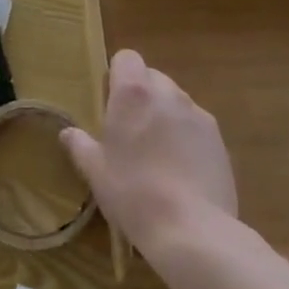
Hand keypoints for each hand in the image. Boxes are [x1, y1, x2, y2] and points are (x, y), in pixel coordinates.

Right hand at [61, 49, 237, 256]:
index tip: (111, 102)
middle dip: (142, 95)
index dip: (118, 75)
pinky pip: (196, 126)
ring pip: (176, 101)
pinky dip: (187, 137)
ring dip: (165, 115)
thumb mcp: (95, 171)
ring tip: (158, 153)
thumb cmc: (133, 193)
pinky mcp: (220, 140)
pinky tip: (182, 170)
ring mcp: (198, 115)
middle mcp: (168, 93)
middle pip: (152, 77)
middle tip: (131, 131)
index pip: (127, 58)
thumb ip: (80, 145)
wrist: (192, 231)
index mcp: (134, 93)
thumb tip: (68, 132)